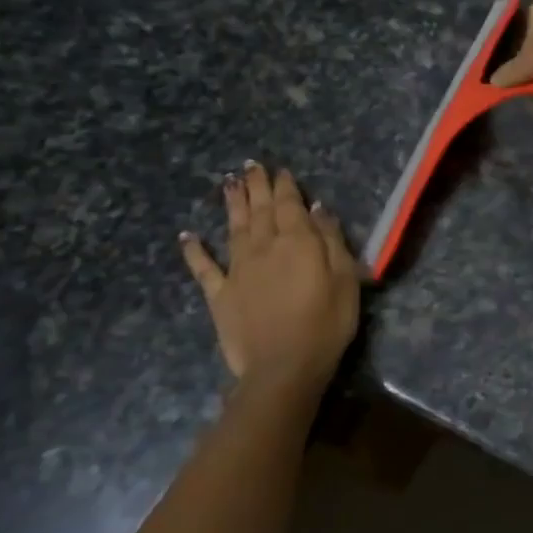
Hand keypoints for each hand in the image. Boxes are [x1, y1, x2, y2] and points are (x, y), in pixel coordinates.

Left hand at [179, 163, 359, 406]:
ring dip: (231, 204)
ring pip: (233, 228)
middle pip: (260, 210)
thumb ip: (331, 241)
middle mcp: (264, 247)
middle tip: (251, 165)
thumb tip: (317, 209)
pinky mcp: (220, 294)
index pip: (289, 205)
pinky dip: (194, 251)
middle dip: (256, 186)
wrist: (283, 367)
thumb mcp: (345, 279)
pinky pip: (204, 268)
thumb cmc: (326, 323)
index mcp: (297, 242)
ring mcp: (238, 270)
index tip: (280, 169)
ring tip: (228, 182)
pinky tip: (187, 236)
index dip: (285, 186)